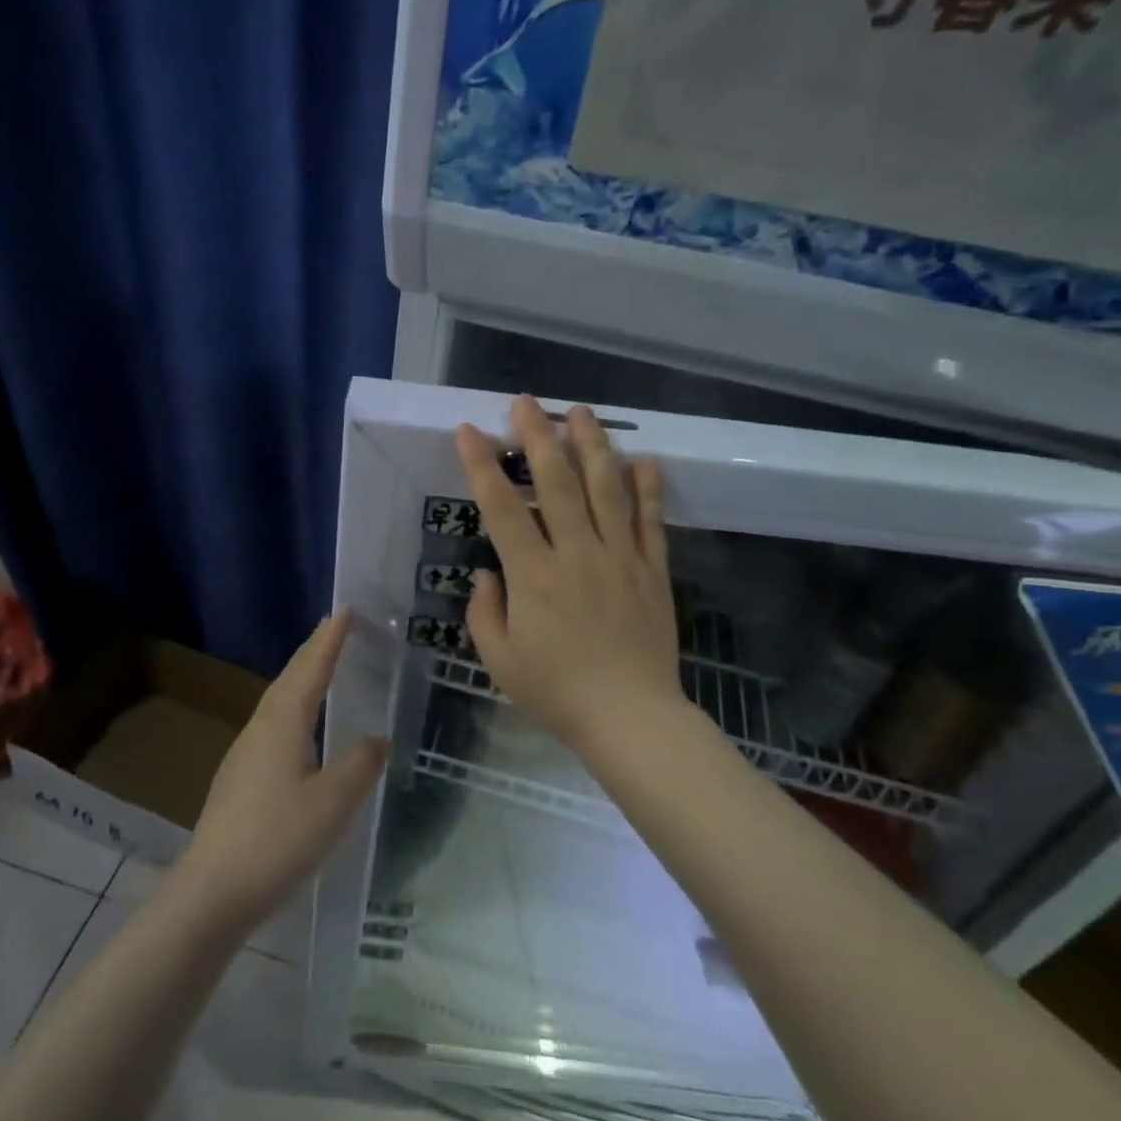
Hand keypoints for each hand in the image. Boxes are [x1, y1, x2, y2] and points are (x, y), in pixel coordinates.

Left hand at [175, 611, 386, 932]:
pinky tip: (301, 731)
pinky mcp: (240, 780)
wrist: (212, 893)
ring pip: (279, 703)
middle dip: (314, 651)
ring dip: (302, 679)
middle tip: (335, 628)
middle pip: (290, 678)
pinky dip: (294, 710)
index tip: (346, 609)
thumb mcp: (334, 802)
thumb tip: (377, 738)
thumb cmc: (278, 839)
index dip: (330, 638)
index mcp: (283, 722)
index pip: (312, 667)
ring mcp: (245, 754)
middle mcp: (261, 728)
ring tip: (322, 669)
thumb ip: (361, 764)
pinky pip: (274, 726)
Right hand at [456, 396, 683, 748]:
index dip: (482, 466)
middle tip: (527, 402)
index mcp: (533, 575)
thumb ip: (484, 611)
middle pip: (557, 482)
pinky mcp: (652, 570)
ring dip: (592, 446)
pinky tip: (643, 459)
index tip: (469, 431)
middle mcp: (576, 553)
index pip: (502, 508)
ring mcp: (619, 557)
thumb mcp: (500, 660)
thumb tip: (487, 570)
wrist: (630, 718)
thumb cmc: (557, 692)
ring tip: (581, 412)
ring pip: (606, 489)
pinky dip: (648, 487)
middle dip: (538, 436)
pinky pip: (651, 520)